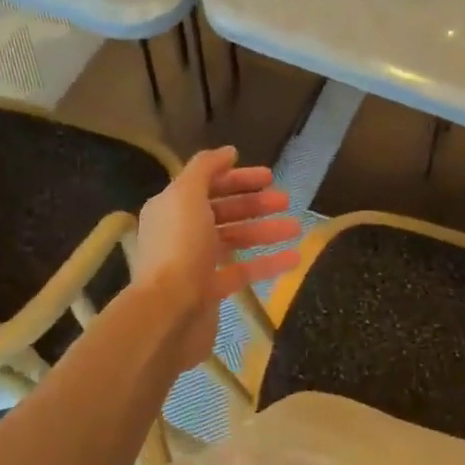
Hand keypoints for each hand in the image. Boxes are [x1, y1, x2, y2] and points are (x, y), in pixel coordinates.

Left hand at [132, 146, 300, 368]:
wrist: (168, 312)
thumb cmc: (179, 247)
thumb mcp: (187, 195)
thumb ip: (205, 168)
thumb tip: (228, 152)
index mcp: (171, 208)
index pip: (207, 185)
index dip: (237, 178)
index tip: (268, 176)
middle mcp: (181, 232)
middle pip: (222, 211)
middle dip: (254, 203)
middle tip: (285, 200)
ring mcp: (195, 263)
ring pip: (235, 240)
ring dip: (265, 231)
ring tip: (296, 228)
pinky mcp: (211, 291)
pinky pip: (243, 271)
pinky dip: (267, 263)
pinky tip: (294, 258)